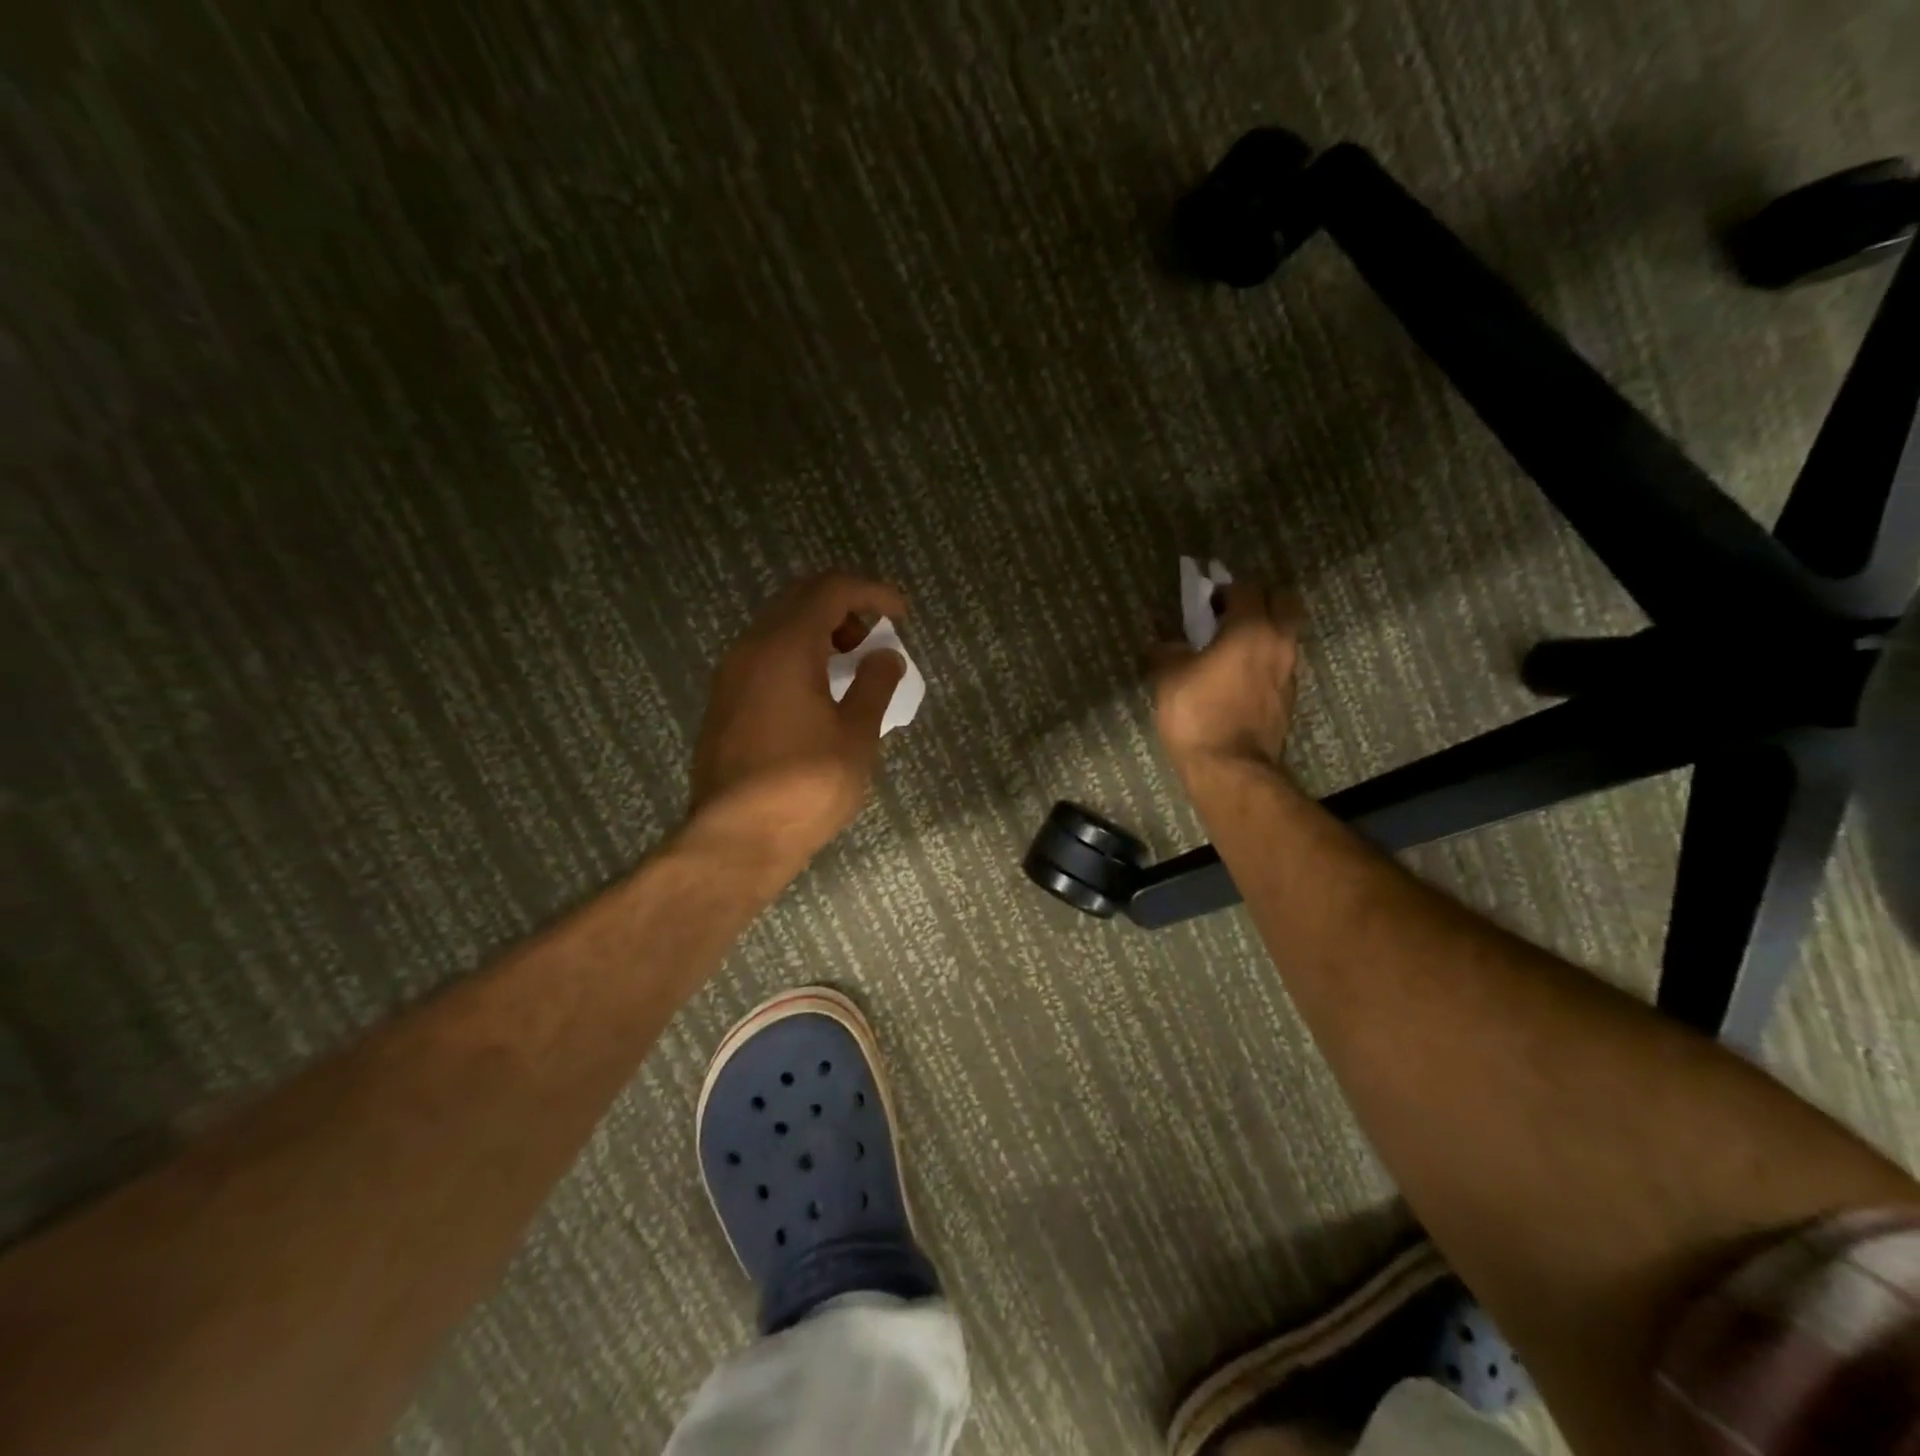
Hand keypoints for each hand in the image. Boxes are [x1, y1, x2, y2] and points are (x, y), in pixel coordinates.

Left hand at [687, 571, 908, 877]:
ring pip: (777, 627)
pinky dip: (796, 655)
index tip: (901, 613)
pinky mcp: (723, 703)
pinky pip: (764, 656)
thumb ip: (875, 686)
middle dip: (843, 606)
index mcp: (785, 646)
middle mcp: (751, 648)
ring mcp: (731, 675)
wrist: (737, 838)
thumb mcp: (856, 736)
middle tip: (874, 636)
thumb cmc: (806, 785)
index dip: (872, 592)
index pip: (831, 590)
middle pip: (799, 599)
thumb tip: (886, 656)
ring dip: (818, 632)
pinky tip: (817, 693)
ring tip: (850, 666)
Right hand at [1151, 582, 1305, 775]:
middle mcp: (1279, 643)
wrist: (1230, 769)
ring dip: (1265, 631)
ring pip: (1286, 634)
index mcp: (1251, 629)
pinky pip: (1281, 663)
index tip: (1205, 604)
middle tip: (1232, 614)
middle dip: (1260, 600)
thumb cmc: (1197, 714)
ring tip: (1233, 647)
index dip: (1224, 590)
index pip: (1247, 588)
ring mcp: (1289, 671)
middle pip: (1283, 602)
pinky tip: (1239, 676)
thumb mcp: (1168, 679)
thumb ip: (1167, 652)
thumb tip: (1164, 644)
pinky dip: (1265, 660)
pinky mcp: (1288, 697)